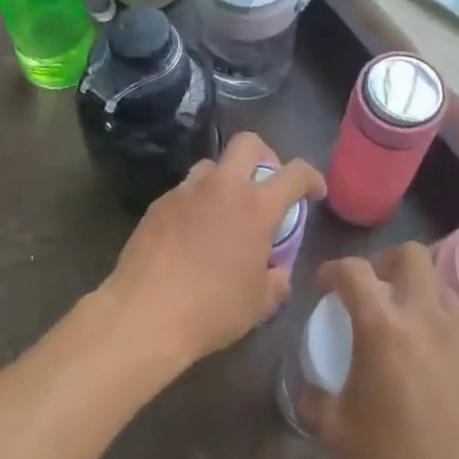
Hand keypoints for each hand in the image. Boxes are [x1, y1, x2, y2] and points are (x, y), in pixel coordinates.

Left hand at [101, 132, 324, 369]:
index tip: (314, 192)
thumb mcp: (260, 303)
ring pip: (212, 166)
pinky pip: (185, 192)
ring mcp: (185, 191)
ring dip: (226, 179)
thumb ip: (277, 280)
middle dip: (265, 156)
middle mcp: (222, 187)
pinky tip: (193, 234)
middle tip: (267, 184)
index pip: (295, 173)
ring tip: (225, 211)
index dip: (311, 178)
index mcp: (256, 206)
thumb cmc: (212, 309)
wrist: (144, 314)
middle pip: (248, 144)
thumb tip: (277, 271)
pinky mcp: (157, 204)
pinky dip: (198, 203)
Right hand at [299, 245, 458, 458]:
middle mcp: (426, 315)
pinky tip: (438, 353)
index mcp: (383, 326)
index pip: (353, 271)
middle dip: (385, 262)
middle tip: (372, 291)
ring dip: (418, 289)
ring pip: (441, 283)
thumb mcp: (337, 435)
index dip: (332, 270)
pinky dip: (446, 321)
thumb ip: (315, 401)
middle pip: (410, 255)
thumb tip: (310, 390)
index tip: (324, 286)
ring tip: (406, 320)